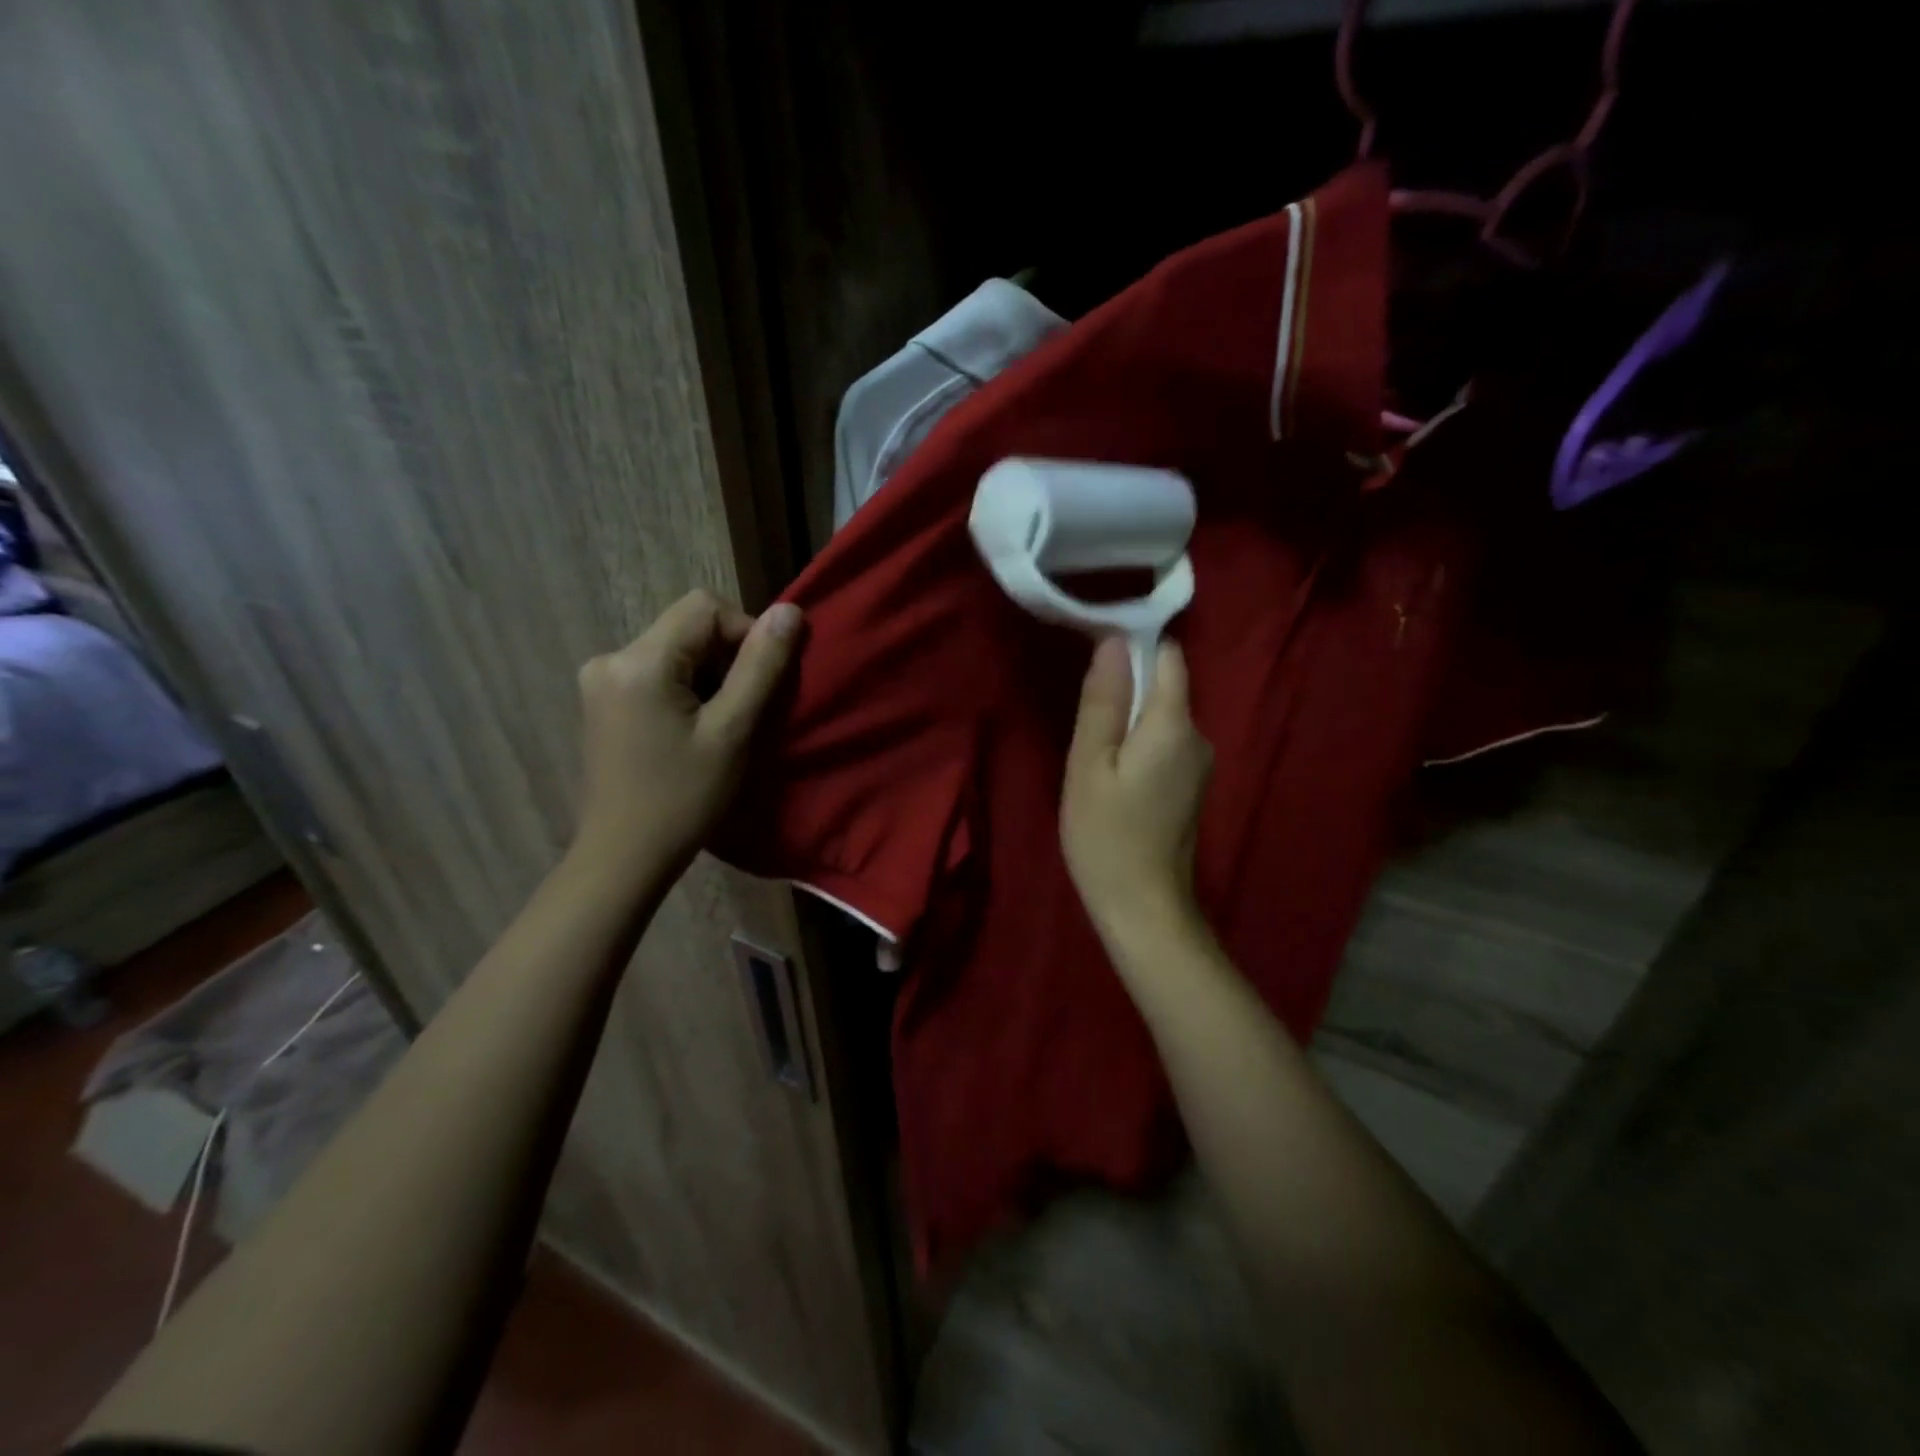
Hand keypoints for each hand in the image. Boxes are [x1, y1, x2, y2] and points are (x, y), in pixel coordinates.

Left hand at [572, 589, 801, 881]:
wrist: (623, 856)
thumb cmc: (683, 798)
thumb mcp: (733, 731)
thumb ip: (761, 667)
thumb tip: (790, 612)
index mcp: (639, 661)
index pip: (705, 608)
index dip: (745, 633)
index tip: (761, 683)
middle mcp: (610, 658)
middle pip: (688, 627)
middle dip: (727, 659)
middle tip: (743, 711)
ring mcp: (601, 680)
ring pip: (675, 650)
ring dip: (709, 676)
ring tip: (721, 726)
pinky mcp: (603, 701)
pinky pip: (657, 672)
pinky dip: (686, 689)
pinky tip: (693, 731)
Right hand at [1061, 636, 1212, 944]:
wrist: (1143, 908)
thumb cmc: (1106, 835)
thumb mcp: (1089, 764)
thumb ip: (1103, 701)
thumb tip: (1113, 641)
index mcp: (1175, 724)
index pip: (1168, 656)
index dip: (1134, 645)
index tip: (1095, 655)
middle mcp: (1199, 736)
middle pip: (1166, 687)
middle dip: (1127, 687)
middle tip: (1083, 712)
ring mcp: (1201, 765)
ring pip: (1163, 719)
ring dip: (1130, 720)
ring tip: (1093, 748)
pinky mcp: (1193, 787)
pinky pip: (1166, 745)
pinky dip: (1140, 745)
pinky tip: (1114, 774)